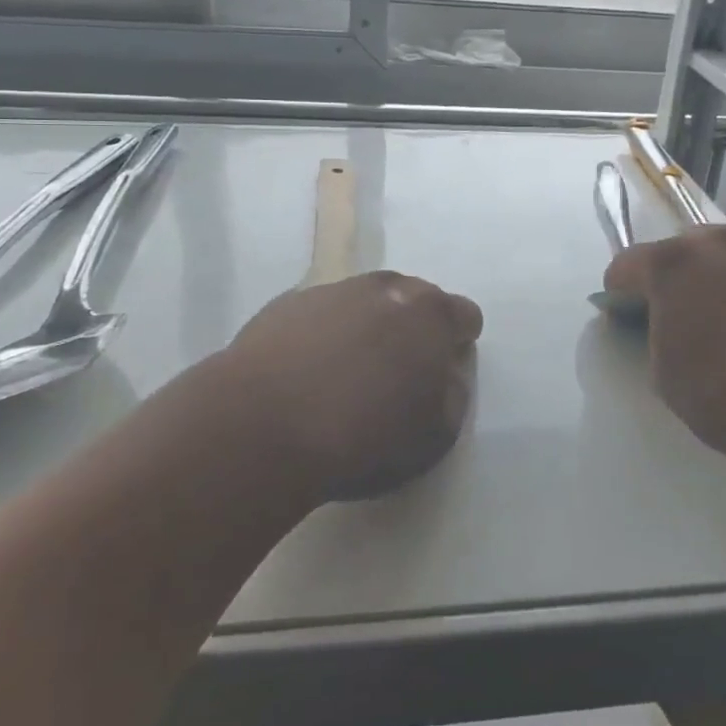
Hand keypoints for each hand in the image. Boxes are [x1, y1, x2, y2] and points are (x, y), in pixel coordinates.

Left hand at [219, 272, 483, 502]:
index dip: (458, 344)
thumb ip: (453, 396)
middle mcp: (385, 289)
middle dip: (413, 329)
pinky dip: (323, 335)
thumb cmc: (362, 437)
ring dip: (366, 327)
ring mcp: (333, 291)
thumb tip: (446, 374)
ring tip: (346, 375)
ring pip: (364, 302)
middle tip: (396, 373)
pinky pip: (320, 315)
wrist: (261, 427)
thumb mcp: (434, 436)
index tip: (442, 374)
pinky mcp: (286, 303)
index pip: (464, 315)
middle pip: (414, 299)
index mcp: (430, 315)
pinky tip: (306, 374)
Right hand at [604, 223, 725, 476]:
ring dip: (721, 266)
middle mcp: (715, 242)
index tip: (623, 315)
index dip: (619, 291)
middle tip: (678, 317)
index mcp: (669, 264)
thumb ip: (657, 335)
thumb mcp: (664, 374)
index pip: (627, 265)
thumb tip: (669, 325)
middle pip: (680, 249)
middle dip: (672, 277)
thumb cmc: (725, 396)